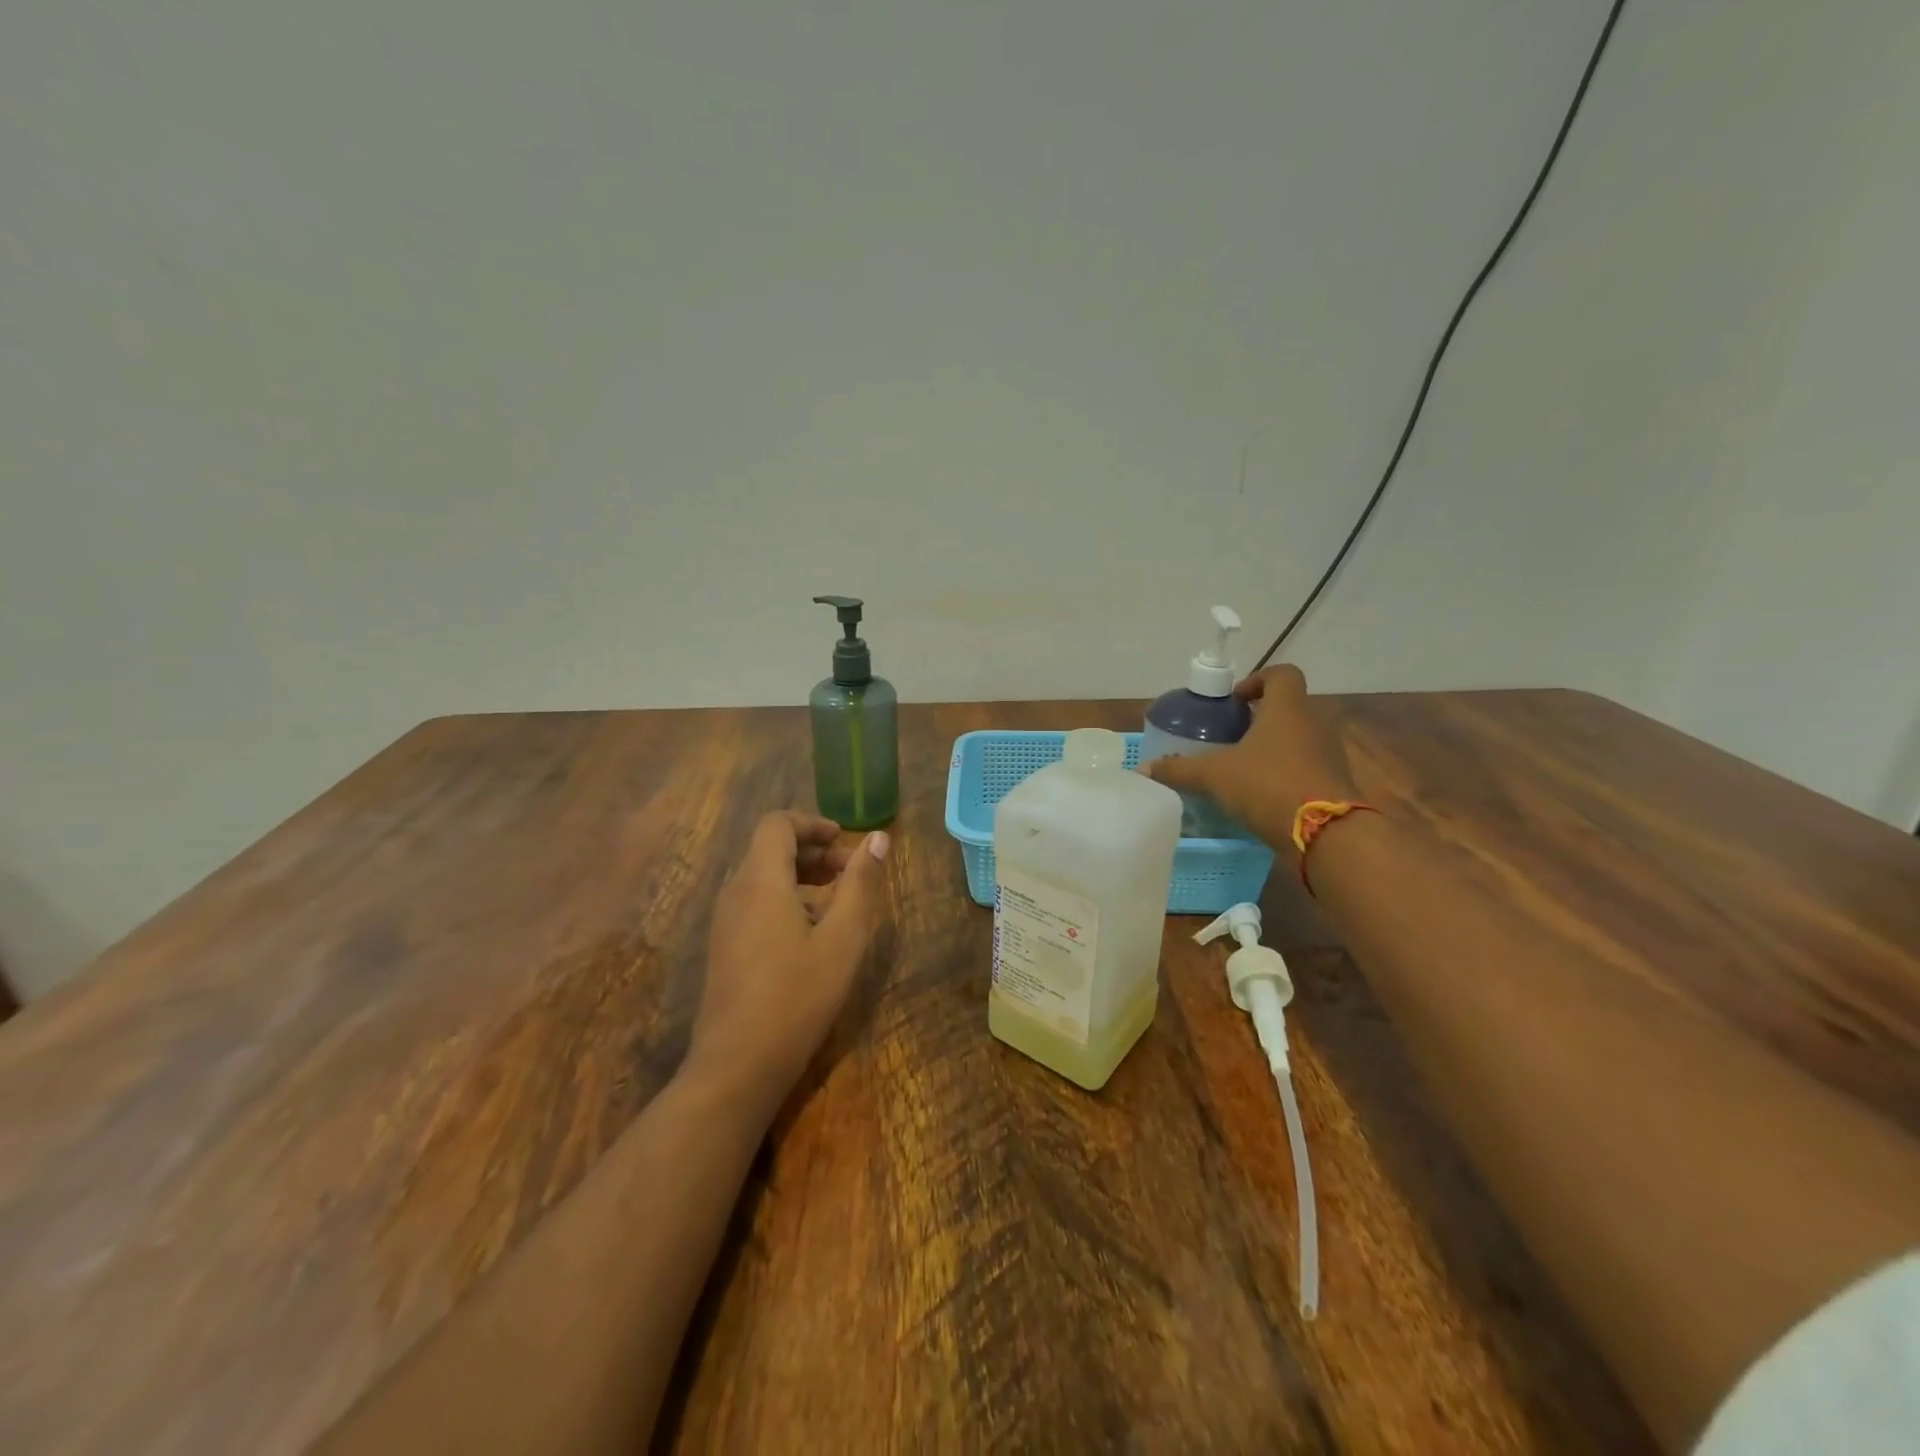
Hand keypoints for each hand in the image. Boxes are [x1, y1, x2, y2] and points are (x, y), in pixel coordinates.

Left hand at [687, 812, 889, 1116]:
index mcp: (760, 880)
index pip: (777, 824)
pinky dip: (784, 898)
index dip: (812, 823)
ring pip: (761, 876)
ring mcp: (724, 921)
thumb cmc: (797, 996)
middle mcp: (735, 892)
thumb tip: (877, 839)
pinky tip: (811, 933)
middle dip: (812, 850)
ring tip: (837, 901)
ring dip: (800, 876)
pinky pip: (754, 902)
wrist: (737, 1065)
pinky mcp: (723, 947)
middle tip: (850, 871)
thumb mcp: (842, 938)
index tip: (845, 840)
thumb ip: (860, 884)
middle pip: (769, 848)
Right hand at [1145, 665, 1357, 852]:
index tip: (1236, 700)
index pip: (1282, 673)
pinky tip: (1264, 794)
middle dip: (1261, 718)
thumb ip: (1180, 770)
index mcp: (1287, 708)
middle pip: (1289, 707)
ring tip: (1245, 767)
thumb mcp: (1215, 776)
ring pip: (1300, 737)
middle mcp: (1314, 723)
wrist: (1327, 833)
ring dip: (1275, 746)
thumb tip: (1144, 769)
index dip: (1258, 680)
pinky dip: (1288, 772)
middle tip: (1232, 737)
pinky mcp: (1336, 782)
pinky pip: (1309, 765)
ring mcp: (1330, 753)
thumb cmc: (1268, 786)